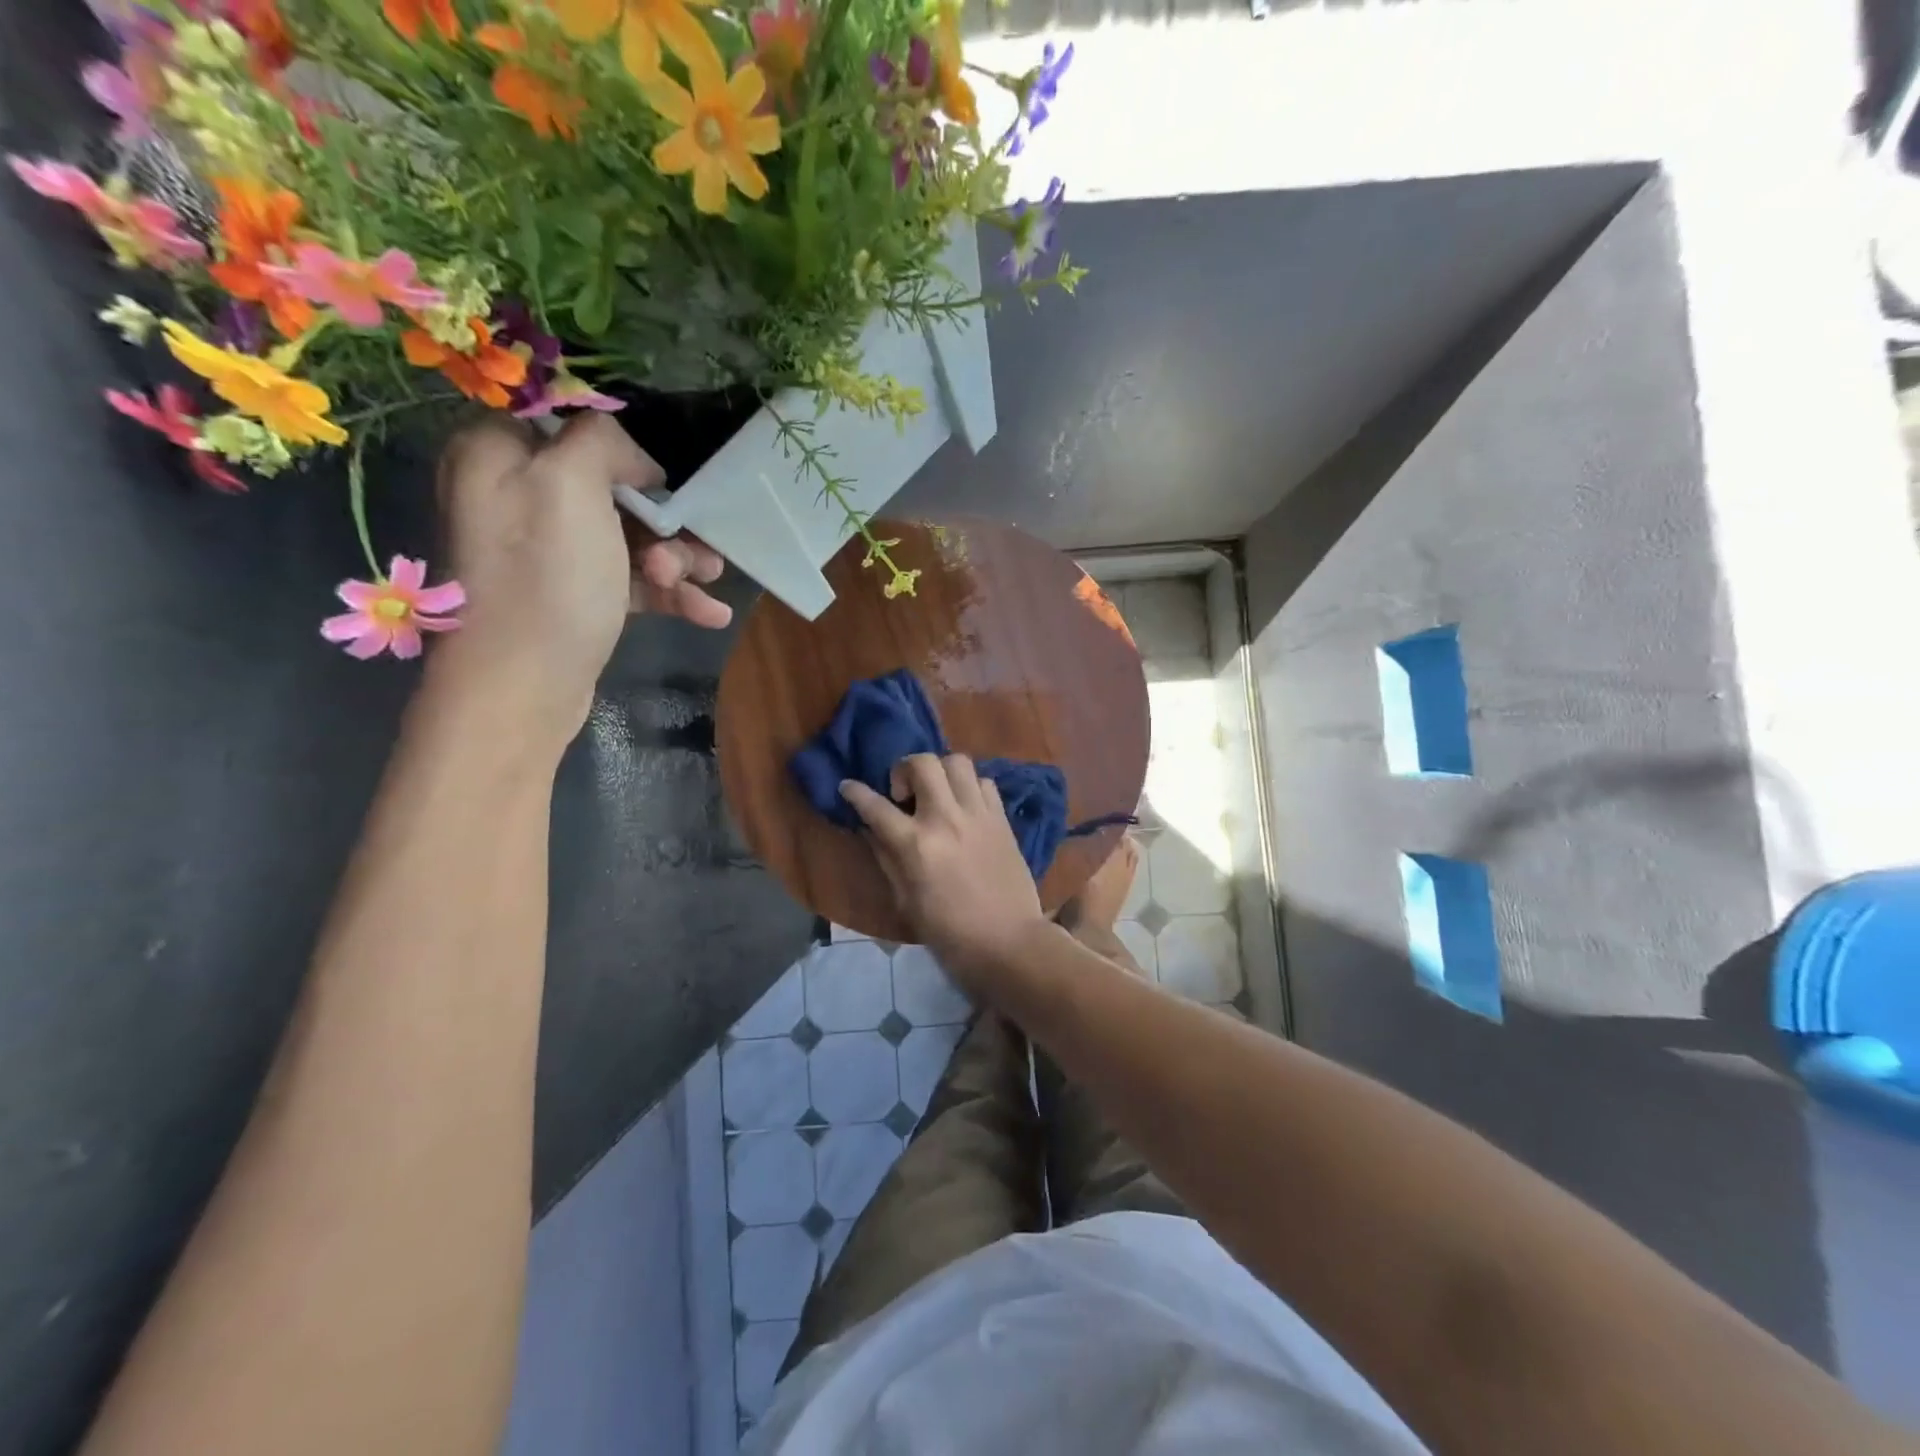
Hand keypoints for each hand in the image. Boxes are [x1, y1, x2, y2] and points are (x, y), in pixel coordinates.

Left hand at [428, 414, 731, 750]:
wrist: (523, 688)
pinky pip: (628, 579)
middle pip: (611, 488)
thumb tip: (631, 457)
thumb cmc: (546, 579)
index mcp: (498, 455)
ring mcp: (547, 553)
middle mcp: (517, 497)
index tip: (660, 479)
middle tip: (693, 549)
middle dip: (665, 520)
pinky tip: (710, 614)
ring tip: (705, 584)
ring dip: (677, 559)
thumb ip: (600, 441)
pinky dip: (669, 593)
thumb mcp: (571, 485)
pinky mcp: (573, 596)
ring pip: (628, 537)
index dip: (622, 447)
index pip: (569, 423)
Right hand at [839, 754, 1049, 987]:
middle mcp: (946, 818)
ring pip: (958, 761)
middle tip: (904, 796)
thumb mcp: (906, 902)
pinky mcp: (1002, 819)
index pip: (876, 806)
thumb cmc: (950, 933)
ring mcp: (978, 814)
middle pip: (922, 763)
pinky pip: (984, 782)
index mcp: (916, 845)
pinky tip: (964, 807)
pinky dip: (969, 786)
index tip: (847, 786)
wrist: (1009, 942)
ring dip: (940, 771)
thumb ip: (887, 858)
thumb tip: (871, 830)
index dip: (855, 792)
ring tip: (936, 795)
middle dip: (904, 770)